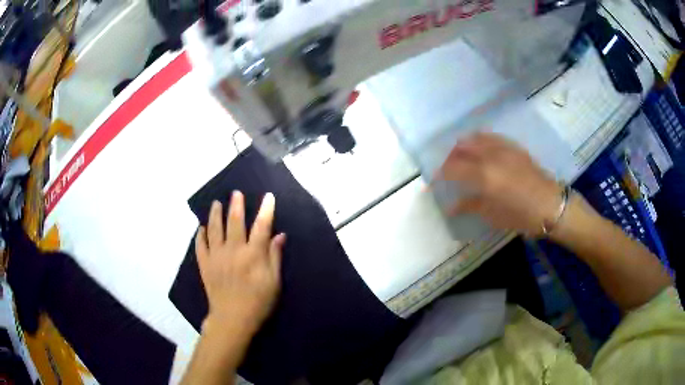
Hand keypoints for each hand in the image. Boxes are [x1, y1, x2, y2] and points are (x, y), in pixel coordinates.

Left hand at [195, 191, 285, 335]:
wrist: (232, 319)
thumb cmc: (258, 302)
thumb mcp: (274, 282)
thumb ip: (275, 257)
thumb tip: (279, 235)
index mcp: (252, 255)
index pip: (261, 226)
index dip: (266, 210)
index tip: (268, 196)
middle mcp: (233, 250)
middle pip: (234, 222)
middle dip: (236, 205)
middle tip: (236, 193)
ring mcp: (216, 256)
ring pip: (214, 229)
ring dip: (215, 214)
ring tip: (216, 203)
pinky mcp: (204, 265)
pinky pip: (200, 245)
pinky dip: (200, 235)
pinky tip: (200, 228)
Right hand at [437, 133, 562, 235]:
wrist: (550, 205)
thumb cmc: (521, 215)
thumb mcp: (493, 215)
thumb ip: (470, 206)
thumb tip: (452, 207)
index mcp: (483, 175)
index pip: (453, 168)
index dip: (441, 173)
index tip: (436, 180)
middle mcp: (490, 156)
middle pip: (462, 148)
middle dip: (450, 157)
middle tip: (447, 168)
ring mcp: (503, 148)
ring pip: (476, 138)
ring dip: (464, 145)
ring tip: (461, 155)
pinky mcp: (513, 147)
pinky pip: (492, 137)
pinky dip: (480, 139)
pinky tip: (481, 147)